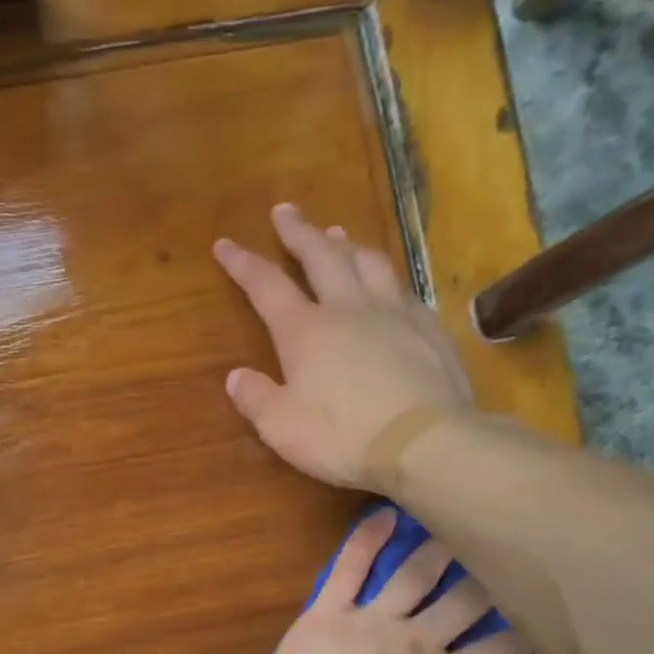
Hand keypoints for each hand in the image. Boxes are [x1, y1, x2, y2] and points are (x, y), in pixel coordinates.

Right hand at [214, 203, 473, 489]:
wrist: (426, 442)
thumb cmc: (344, 438)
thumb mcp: (282, 428)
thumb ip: (256, 399)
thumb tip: (236, 377)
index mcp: (306, 331)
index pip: (266, 286)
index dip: (243, 263)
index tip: (225, 243)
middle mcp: (348, 309)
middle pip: (321, 256)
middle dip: (299, 232)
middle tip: (285, 211)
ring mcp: (394, 314)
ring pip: (368, 262)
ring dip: (347, 244)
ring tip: (337, 232)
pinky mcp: (429, 328)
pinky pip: (404, 290)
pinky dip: (388, 279)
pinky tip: (389, 284)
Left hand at [249, 509, 529, 653]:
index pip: (499, 651)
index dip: (523, 633)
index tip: (539, 614)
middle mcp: (417, 641)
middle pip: (463, 602)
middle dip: (487, 578)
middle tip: (502, 552)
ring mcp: (372, 620)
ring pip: (414, 574)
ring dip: (438, 548)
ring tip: (455, 523)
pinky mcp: (329, 611)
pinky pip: (350, 567)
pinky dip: (367, 539)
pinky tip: (386, 514)